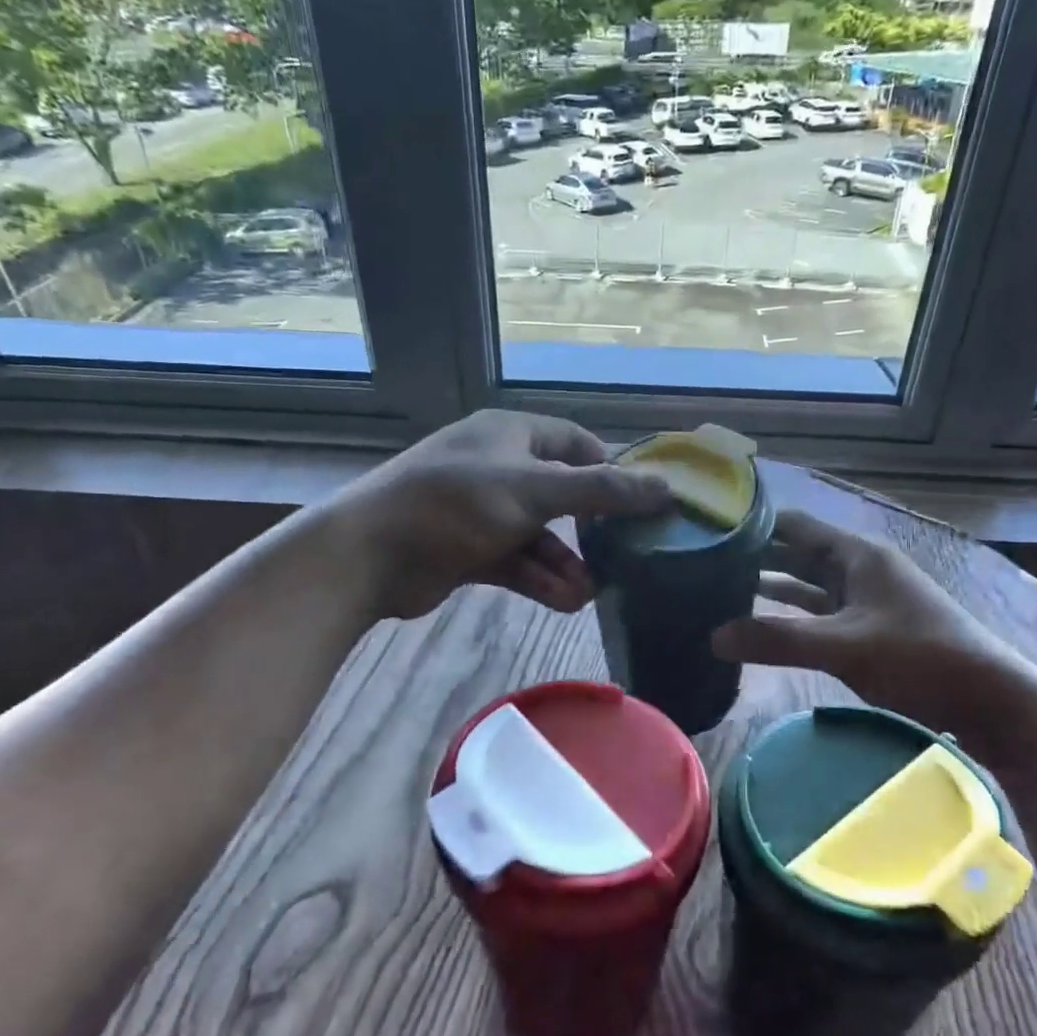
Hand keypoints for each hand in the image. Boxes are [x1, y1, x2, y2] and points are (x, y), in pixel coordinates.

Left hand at [327, 410, 669, 621]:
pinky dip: (540, 579)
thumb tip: (666, 487)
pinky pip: (517, 561)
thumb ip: (602, 490)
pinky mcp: (469, 550)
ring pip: (540, 536)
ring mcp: (482, 511)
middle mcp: (499, 467)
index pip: (576, 443)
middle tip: (624, 556)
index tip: (642, 503)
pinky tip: (565, 601)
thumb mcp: (535, 491)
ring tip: (590, 593)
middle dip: (590, 529)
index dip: (611, 469)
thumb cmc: (456, 504)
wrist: (370, 554)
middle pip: (561, 494)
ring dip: (566, 563)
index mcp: (512, 435)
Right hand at [712, 510, 1036, 739]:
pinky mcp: (868, 630)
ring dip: (771, 587)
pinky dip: (791, 616)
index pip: (793, 525)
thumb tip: (713, 637)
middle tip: (704, 564)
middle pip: (796, 553)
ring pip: (807, 585)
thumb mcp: (844, 646)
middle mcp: (858, 568)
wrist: (990, 700)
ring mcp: (864, 600)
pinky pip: (819, 614)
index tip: (710, 528)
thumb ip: (778, 640)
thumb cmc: (920, 657)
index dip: (754, 523)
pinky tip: (761, 625)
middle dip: (755, 557)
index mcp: (856, 554)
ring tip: (720, 591)